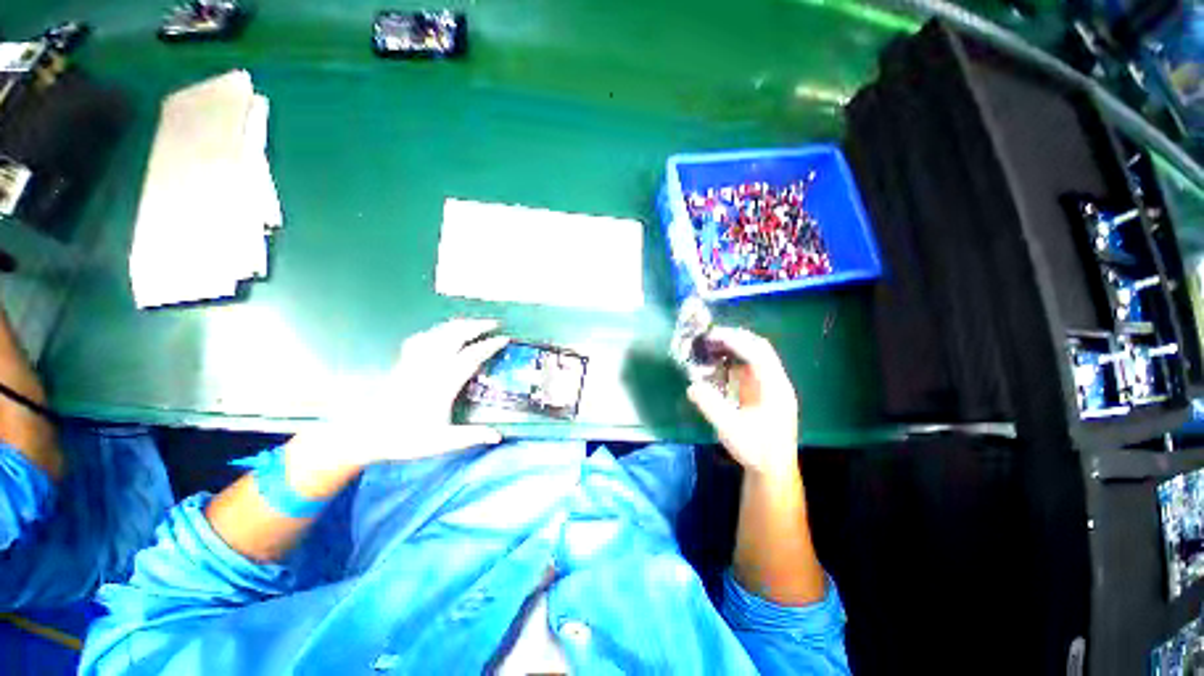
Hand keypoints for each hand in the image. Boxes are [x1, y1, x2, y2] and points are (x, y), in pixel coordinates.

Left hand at [295, 319, 508, 478]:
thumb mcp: (441, 442)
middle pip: (456, 336)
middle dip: (477, 326)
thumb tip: (498, 436)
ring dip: (459, 324)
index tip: (505, 338)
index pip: (471, 357)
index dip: (490, 345)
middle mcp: (430, 367)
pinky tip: (441, 332)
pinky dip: (435, 331)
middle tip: (495, 323)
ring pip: (439, 333)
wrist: (365, 435)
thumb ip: (471, 436)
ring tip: (474, 323)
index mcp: (443, 384)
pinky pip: (421, 338)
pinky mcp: (404, 362)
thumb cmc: (405, 438)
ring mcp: (415, 362)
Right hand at [686, 327, 798, 476]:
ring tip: (711, 344)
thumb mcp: (731, 430)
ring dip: (734, 346)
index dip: (736, 341)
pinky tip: (717, 361)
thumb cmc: (755, 450)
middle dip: (735, 338)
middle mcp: (775, 382)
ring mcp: (770, 385)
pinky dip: (733, 359)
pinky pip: (748, 366)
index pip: (758, 355)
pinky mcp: (761, 390)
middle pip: (760, 349)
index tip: (713, 335)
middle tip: (710, 336)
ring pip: (755, 355)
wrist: (772, 469)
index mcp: (775, 389)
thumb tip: (692, 387)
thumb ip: (711, 407)